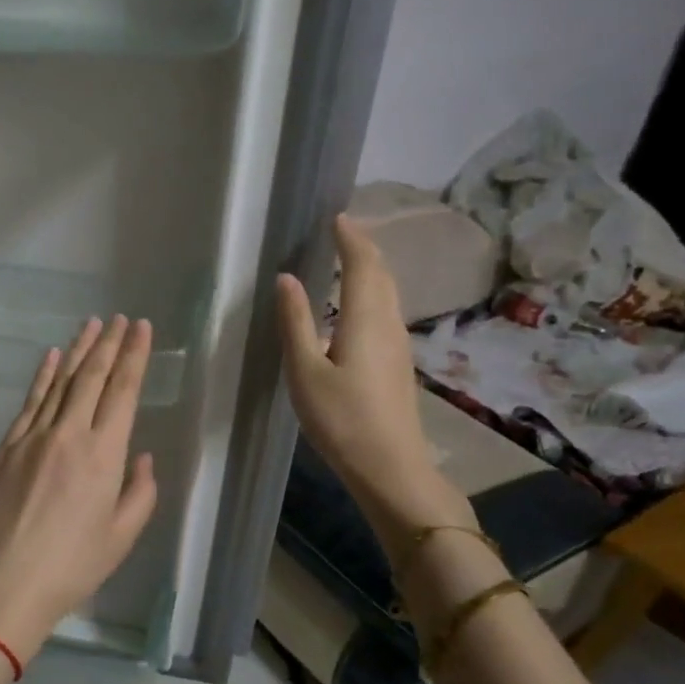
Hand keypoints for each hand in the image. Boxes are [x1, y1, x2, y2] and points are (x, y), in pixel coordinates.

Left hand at [0, 315, 158, 664]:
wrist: (1, 583)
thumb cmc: (70, 568)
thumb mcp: (120, 538)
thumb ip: (138, 493)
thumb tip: (140, 458)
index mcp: (103, 456)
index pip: (122, 392)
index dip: (134, 357)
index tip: (141, 329)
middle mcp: (68, 435)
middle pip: (91, 378)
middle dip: (109, 344)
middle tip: (120, 318)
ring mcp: (31, 437)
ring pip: (59, 383)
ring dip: (77, 351)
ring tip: (91, 325)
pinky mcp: (5, 448)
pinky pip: (29, 402)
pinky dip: (42, 376)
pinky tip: (51, 357)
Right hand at [276, 214, 468, 534]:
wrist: (390, 466)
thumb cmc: (341, 419)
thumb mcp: (305, 371)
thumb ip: (295, 322)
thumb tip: (286, 278)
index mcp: (365, 319)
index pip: (361, 264)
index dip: (350, 238)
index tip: (336, 217)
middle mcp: (388, 324)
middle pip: (381, 274)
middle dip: (363, 248)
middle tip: (341, 232)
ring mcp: (398, 344)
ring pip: (388, 293)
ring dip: (369, 270)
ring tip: (346, 259)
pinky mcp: (397, 363)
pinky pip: (386, 312)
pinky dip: (371, 293)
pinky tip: (354, 306)